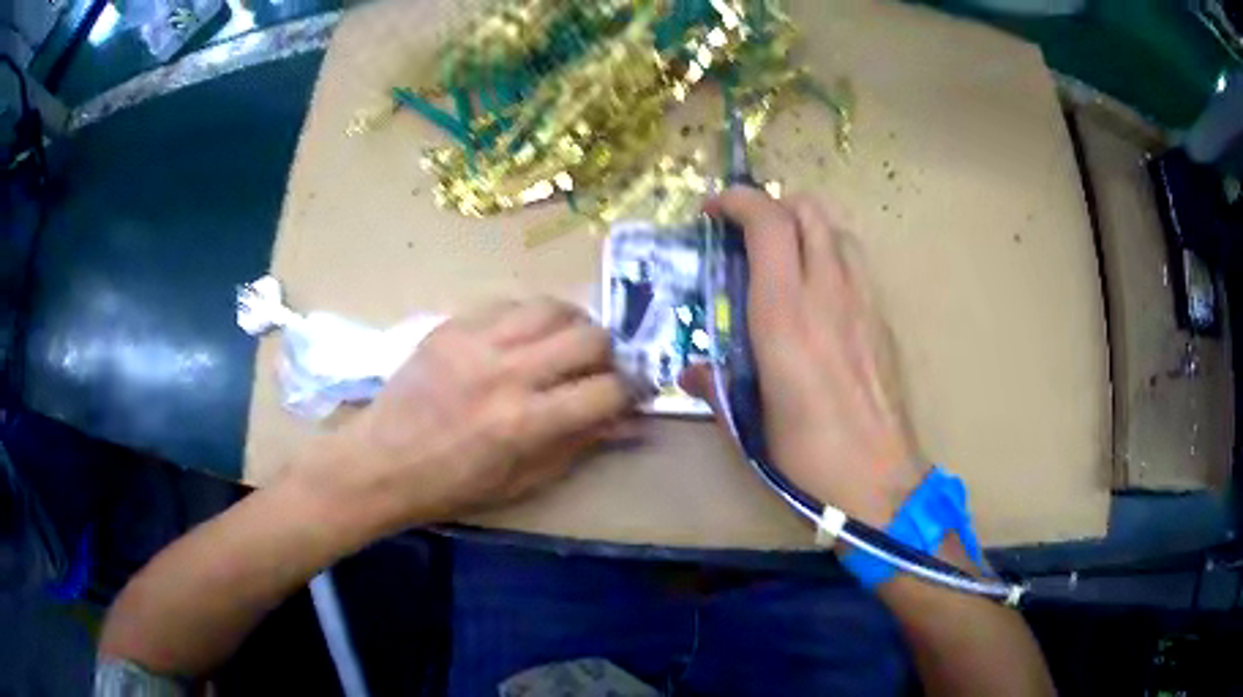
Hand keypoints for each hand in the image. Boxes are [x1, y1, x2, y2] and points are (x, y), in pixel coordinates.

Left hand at [296, 299, 634, 532]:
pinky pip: (508, 303)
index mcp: (525, 423)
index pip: (606, 391)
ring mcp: (476, 341)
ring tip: (564, 345)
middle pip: (588, 336)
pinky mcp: (451, 326)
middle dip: (606, 354)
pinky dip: (528, 318)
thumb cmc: (452, 486)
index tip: (630, 394)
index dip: (630, 392)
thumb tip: (629, 424)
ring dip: (571, 325)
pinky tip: (522, 337)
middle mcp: (507, 373)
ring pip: (551, 307)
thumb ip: (578, 446)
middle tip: (597, 369)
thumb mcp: (522, 481)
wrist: (381, 462)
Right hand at [683, 188, 926, 529]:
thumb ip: (716, 387)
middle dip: (773, 204)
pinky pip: (855, 262)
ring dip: (806, 225)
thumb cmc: (807, 455)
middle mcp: (827, 293)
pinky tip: (819, 292)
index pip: (767, 224)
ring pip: (837, 229)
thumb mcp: (749, 424)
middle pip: (808, 209)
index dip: (737, 201)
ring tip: (785, 255)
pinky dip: (831, 254)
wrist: (878, 476)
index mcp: (784, 315)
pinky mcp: (881, 318)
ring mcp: (861, 301)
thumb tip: (691, 373)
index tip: (712, 211)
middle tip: (748, 232)